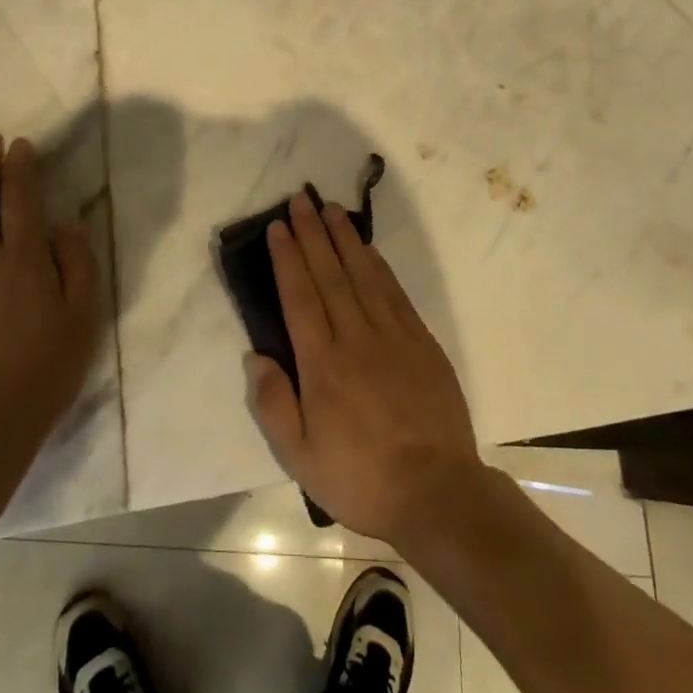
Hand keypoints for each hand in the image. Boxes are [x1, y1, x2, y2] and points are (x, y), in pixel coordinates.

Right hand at [245, 191, 486, 546]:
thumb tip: (256, 356)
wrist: (437, 492)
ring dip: (345, 238)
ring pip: (364, 274)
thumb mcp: (301, 458)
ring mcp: (393, 336)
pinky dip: (378, 265)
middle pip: (330, 274)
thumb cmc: (361, 478)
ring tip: (331, 209)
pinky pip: (395, 292)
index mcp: (323, 364)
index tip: (278, 226)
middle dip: (312, 234)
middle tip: (301, 199)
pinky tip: (368, 249)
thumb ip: (274, 404)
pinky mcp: (421, 342)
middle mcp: (356, 338)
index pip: (300, 296)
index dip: (287, 258)